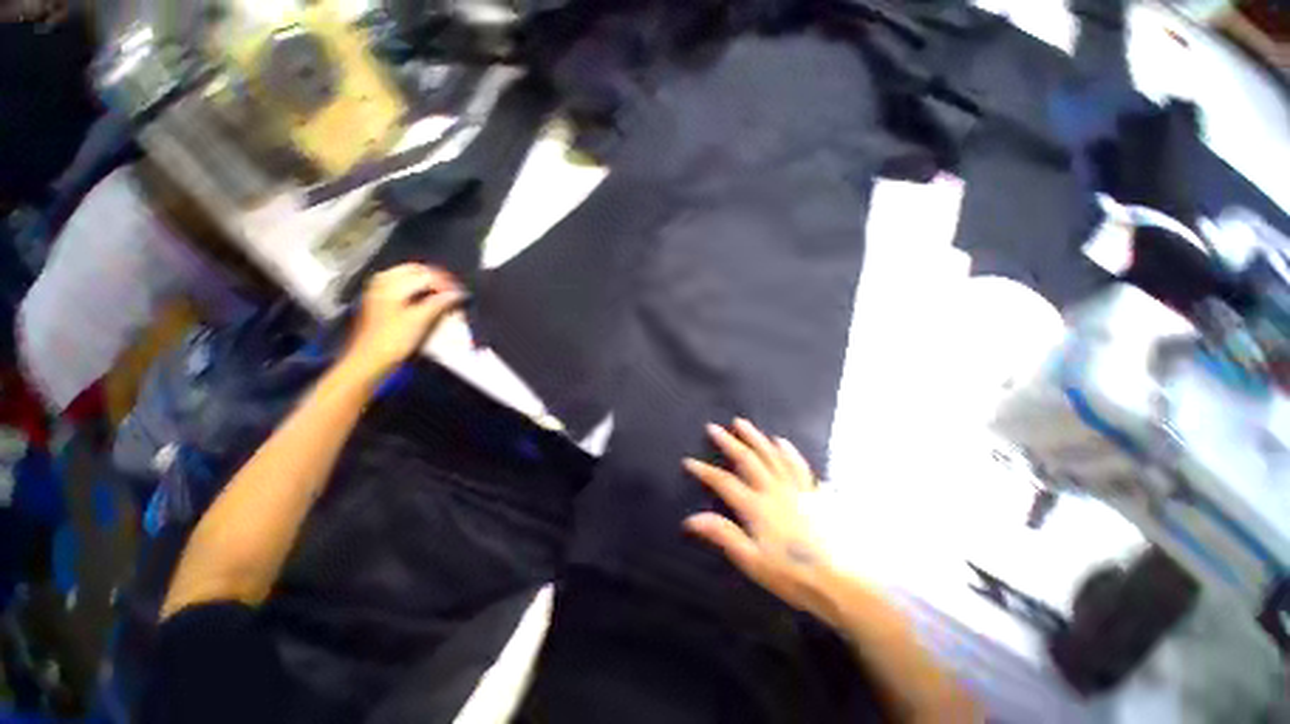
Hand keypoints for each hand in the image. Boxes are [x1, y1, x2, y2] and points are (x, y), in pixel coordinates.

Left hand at [343, 264, 464, 380]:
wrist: (369, 359)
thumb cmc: (394, 340)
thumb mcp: (420, 320)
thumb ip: (439, 303)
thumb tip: (459, 293)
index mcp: (392, 284)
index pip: (427, 275)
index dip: (446, 283)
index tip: (462, 294)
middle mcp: (384, 281)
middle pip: (417, 270)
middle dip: (437, 278)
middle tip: (454, 291)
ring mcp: (380, 289)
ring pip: (409, 275)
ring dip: (428, 282)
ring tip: (444, 294)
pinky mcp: (380, 299)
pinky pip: (402, 284)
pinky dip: (418, 287)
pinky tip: (427, 298)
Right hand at [683, 419, 835, 620]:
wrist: (840, 581)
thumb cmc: (792, 574)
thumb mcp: (752, 561)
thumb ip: (723, 535)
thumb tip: (691, 518)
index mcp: (756, 506)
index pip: (724, 482)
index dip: (704, 471)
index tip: (688, 461)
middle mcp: (774, 489)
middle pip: (747, 459)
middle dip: (728, 442)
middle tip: (713, 427)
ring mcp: (795, 487)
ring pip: (771, 454)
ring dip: (754, 437)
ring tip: (741, 422)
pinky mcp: (812, 491)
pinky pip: (798, 464)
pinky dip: (787, 450)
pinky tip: (780, 440)